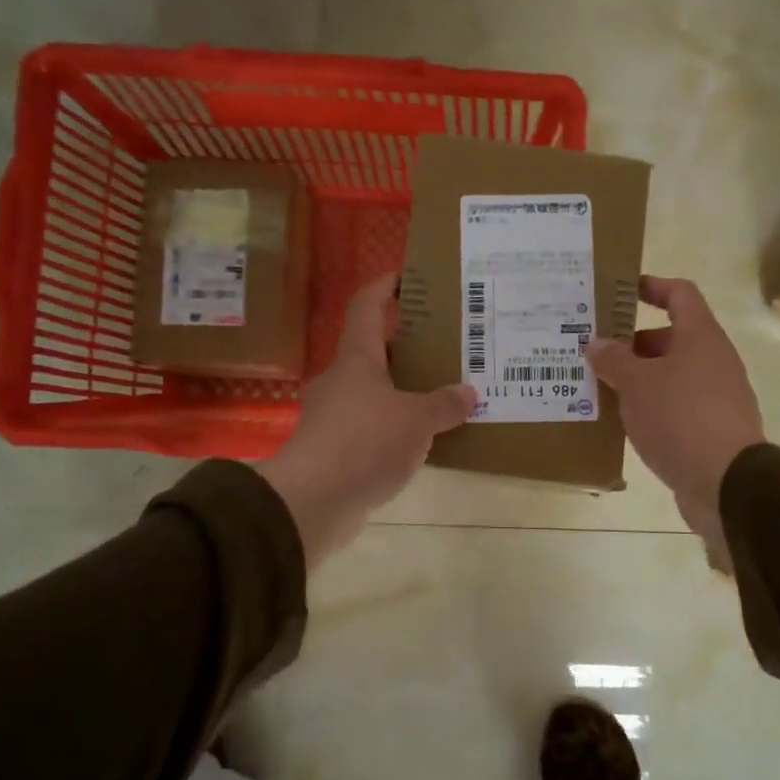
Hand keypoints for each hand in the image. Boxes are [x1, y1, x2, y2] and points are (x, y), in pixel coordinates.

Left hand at [255, 274, 474, 567]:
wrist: (312, 502)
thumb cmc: (364, 443)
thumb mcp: (417, 420)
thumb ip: (444, 404)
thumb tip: (467, 393)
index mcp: (357, 359)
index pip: (366, 307)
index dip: (383, 287)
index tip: (404, 276)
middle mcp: (340, 381)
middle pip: (372, 351)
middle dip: (404, 347)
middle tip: (442, 347)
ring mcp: (332, 417)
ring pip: (372, 392)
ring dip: (400, 392)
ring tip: (439, 397)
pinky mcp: (332, 450)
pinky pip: (369, 428)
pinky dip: (392, 428)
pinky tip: (418, 441)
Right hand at [586, 276, 763, 561]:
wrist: (726, 483)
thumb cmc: (680, 418)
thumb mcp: (636, 384)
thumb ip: (613, 360)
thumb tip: (597, 344)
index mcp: (700, 337)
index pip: (679, 294)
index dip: (652, 287)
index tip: (621, 291)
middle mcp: (713, 361)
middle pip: (671, 338)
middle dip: (633, 343)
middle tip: (595, 352)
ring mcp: (715, 397)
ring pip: (671, 375)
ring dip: (638, 379)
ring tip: (600, 388)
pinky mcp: (710, 430)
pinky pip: (675, 407)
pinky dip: (650, 408)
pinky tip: (623, 423)